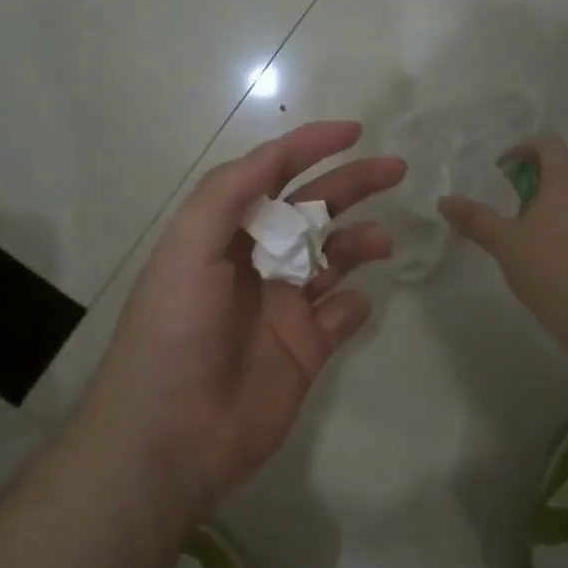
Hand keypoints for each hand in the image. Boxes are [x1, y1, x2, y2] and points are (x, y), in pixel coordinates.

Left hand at [84, 122, 404, 525]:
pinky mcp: (306, 349)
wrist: (171, 436)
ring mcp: (284, 306)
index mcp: (225, 233)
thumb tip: (276, 155)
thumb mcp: (187, 249)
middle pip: (313, 210)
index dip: (309, 147)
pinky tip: (351, 304)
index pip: (272, 175)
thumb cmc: (174, 332)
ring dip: (358, 241)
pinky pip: (342, 315)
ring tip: (381, 240)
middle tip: (395, 170)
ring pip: (334, 258)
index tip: (353, 131)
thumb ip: (228, 194)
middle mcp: (257, 261)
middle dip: (351, 185)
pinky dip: (353, 304)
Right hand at [439, 134, 567, 327]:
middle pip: (563, 169)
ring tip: (527, 230)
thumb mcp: (504, 242)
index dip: (522, 149)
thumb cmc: (549, 267)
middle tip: (509, 202)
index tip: (501, 169)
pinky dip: (567, 223)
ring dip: (551, 203)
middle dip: (534, 179)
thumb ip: (475, 218)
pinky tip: (551, 253)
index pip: (548, 144)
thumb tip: (444, 201)